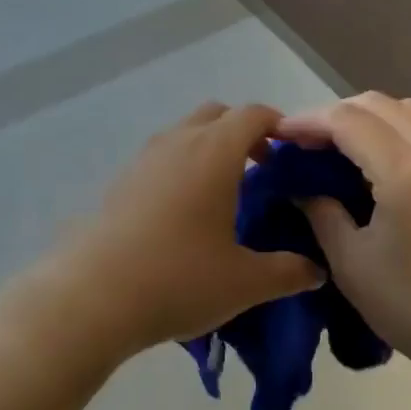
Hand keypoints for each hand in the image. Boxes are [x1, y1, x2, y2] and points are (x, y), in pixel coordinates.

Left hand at [43, 102, 325, 357]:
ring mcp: (146, 157)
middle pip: (219, 114)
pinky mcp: (122, 178)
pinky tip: (184, 213)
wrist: (93, 295)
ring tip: (224, 193)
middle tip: (262, 170)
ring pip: (187, 132)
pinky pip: (163, 155)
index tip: (293, 153)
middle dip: (245, 132)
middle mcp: (180, 140)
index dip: (279, 125)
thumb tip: (317, 271)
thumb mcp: (244, 282)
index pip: (254, 114)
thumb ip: (287, 272)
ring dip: (210, 147)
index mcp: (215, 151)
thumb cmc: (178, 278)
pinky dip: (182, 165)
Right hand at [276, 92, 410, 379]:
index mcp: (406, 169)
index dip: (307, 121)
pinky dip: (396, 128)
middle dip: (334, 114)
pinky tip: (380, 159)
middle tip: (305, 142)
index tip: (279, 134)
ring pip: (405, 109)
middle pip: (376, 104)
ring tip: (340, 146)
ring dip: (367, 116)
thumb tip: (304, 188)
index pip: (346, 120)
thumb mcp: (354, 265)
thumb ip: (323, 214)